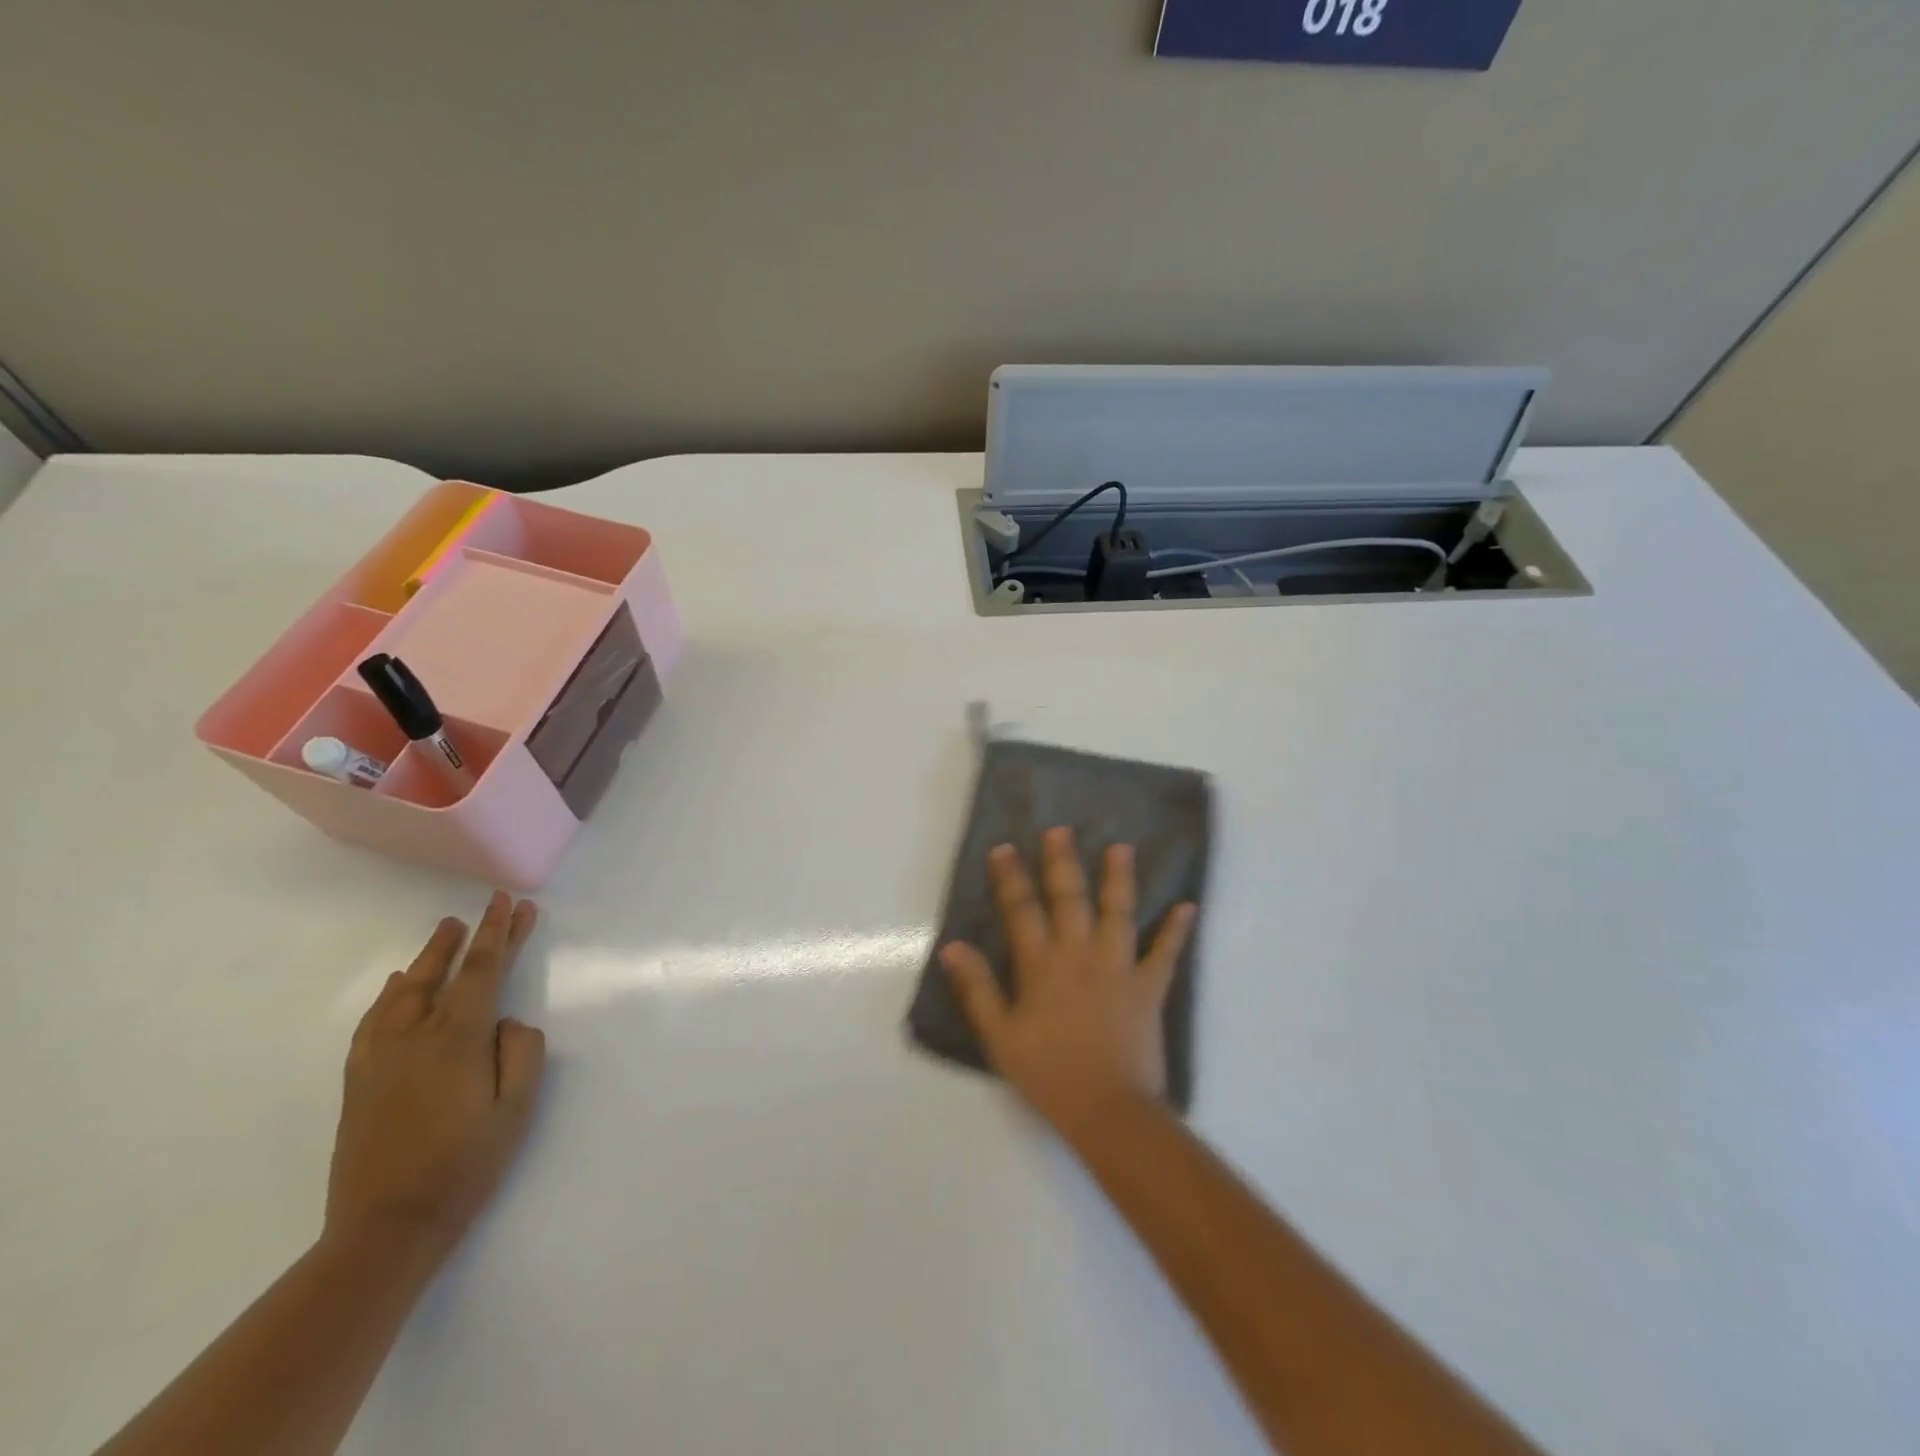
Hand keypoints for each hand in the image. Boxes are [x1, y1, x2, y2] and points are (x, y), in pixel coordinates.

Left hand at [325, 893, 545, 1259]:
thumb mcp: (517, 1109)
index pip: (483, 971)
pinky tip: (400, 985)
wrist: (387, 1227)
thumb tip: (507, 1022)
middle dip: (472, 936)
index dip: (499, 933)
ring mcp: (380, 1057)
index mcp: (457, 1040)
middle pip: (445, 972)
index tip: (511, 903)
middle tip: (489, 906)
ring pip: (406, 991)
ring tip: (446, 932)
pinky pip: (375, 1019)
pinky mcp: (360, 1080)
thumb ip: (522, 1052)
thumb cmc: (466, 1165)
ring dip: (430, 957)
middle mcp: (414, 1037)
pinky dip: (392, 993)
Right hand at [941, 828, 1196, 1142]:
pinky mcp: (1149, 987)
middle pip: (1069, 898)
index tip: (1004, 848)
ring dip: (1119, 878)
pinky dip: (1176, 930)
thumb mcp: (1000, 1036)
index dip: (1010, 877)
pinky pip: (1165, 953)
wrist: (1108, 1110)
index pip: (1021, 910)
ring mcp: (1118, 967)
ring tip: (1121, 847)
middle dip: (1062, 862)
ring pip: (1118, 912)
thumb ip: (977, 988)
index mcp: (1041, 965)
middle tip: (1060, 830)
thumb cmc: (1048, 1074)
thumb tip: (953, 946)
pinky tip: (1187, 906)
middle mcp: (1080, 954)